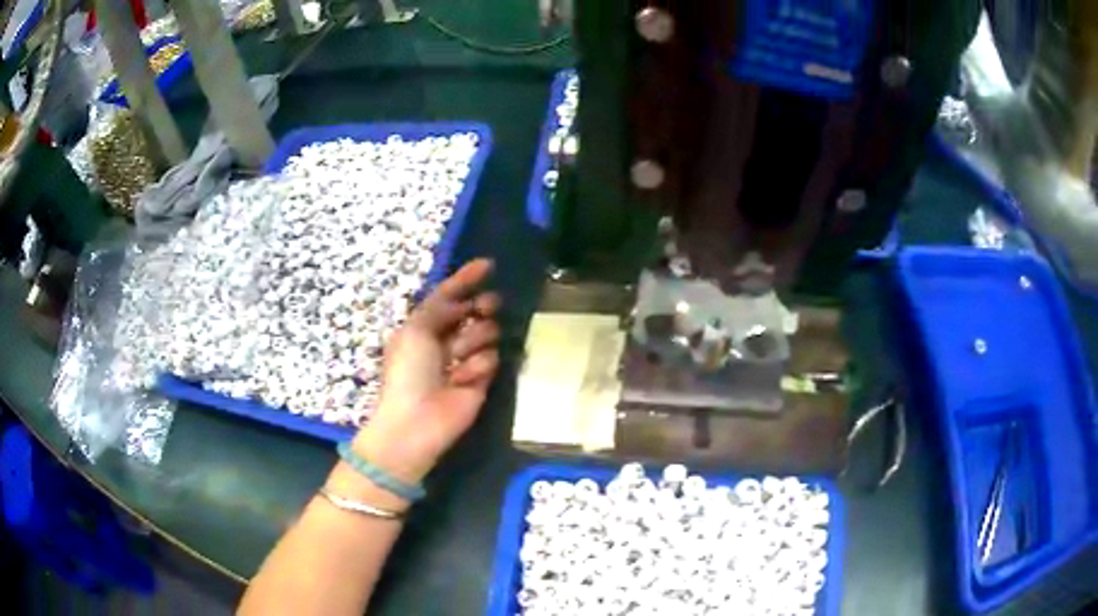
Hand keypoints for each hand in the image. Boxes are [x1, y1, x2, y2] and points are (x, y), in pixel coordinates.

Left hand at [352, 259, 500, 483]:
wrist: (417, 420)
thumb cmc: (408, 371)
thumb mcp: (415, 329)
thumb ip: (440, 306)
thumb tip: (463, 301)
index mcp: (424, 325)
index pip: (448, 295)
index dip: (466, 279)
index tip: (488, 264)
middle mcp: (446, 338)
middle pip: (475, 310)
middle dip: (482, 305)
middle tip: (484, 307)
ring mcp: (465, 358)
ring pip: (486, 332)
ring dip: (472, 341)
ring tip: (456, 361)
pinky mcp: (482, 378)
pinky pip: (491, 359)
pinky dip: (476, 367)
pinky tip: (462, 381)